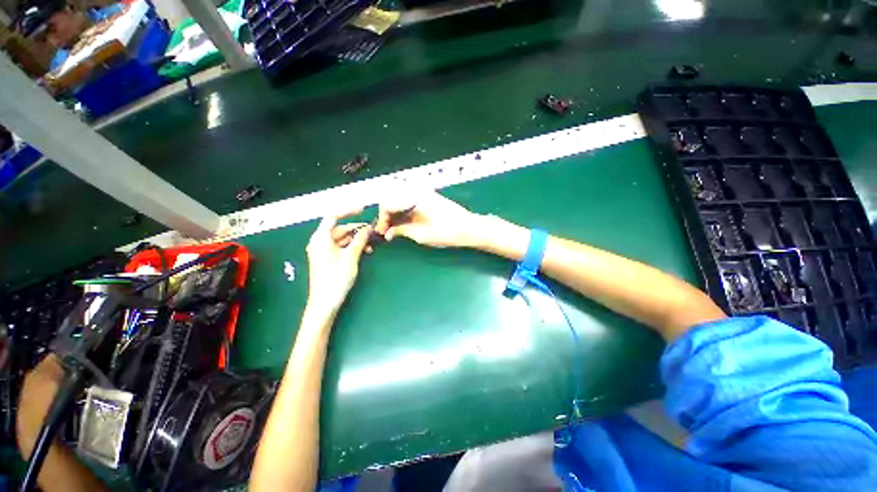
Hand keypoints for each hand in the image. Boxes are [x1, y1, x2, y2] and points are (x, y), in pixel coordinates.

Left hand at [305, 213, 371, 313]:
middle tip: (373, 232)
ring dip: (357, 240)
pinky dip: (353, 247)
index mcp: (321, 238)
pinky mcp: (327, 258)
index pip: (333, 216)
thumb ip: (359, 240)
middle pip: (340, 228)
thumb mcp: (351, 257)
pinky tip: (365, 252)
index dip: (348, 211)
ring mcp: (323, 251)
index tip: (363, 209)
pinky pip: (341, 247)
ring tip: (371, 245)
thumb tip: (368, 228)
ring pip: (343, 239)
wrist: (325, 303)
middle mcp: (320, 242)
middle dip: (357, 230)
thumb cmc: (336, 279)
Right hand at [375, 190, 480, 247]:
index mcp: (414, 197)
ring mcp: (423, 192)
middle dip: (386, 215)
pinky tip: (404, 222)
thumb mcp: (421, 235)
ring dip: (395, 213)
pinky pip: (409, 200)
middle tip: (387, 231)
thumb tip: (388, 233)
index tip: (382, 232)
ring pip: (400, 199)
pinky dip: (404, 210)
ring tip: (395, 228)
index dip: (382, 219)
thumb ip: (402, 231)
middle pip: (392, 198)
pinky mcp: (428, 196)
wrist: (469, 228)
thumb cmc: (447, 233)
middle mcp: (416, 190)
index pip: (388, 203)